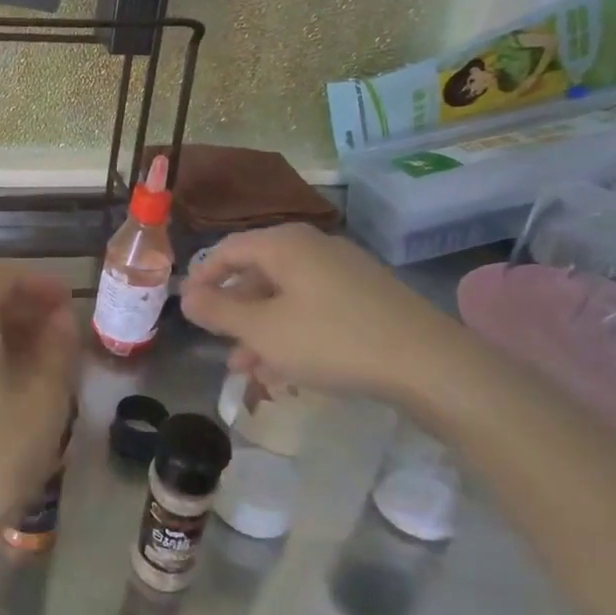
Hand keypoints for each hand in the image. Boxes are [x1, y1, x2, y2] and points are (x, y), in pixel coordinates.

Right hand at [181, 225, 458, 402]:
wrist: (429, 364)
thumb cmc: (332, 340)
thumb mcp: (263, 330)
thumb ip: (219, 312)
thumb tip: (186, 296)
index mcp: (284, 244)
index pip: (228, 249)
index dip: (203, 277)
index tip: (187, 308)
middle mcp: (313, 247)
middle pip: (258, 273)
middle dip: (234, 312)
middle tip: (218, 344)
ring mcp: (344, 272)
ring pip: (286, 296)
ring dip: (261, 329)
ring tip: (248, 369)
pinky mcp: (367, 297)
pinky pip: (314, 308)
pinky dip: (292, 332)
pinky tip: (287, 369)